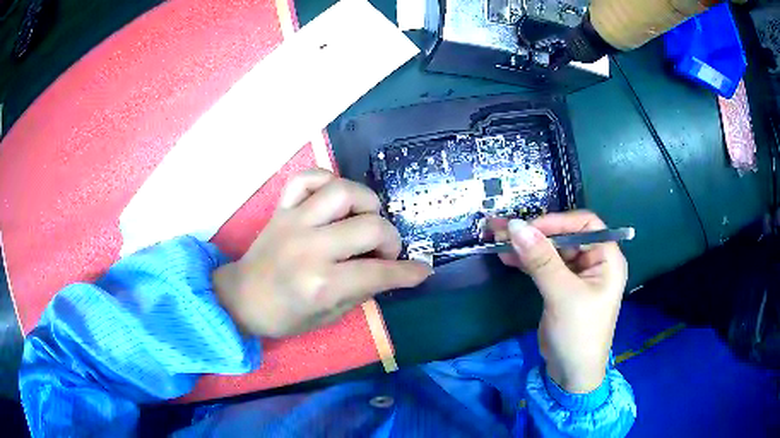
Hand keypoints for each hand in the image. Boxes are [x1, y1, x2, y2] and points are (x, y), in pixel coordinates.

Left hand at [213, 169, 431, 337]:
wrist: (242, 298)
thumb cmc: (285, 315)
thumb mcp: (329, 316)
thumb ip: (362, 291)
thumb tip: (391, 272)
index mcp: (321, 283)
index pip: (379, 272)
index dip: (408, 272)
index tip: (422, 270)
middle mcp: (310, 247)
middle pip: (370, 227)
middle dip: (392, 240)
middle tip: (386, 252)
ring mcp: (294, 222)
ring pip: (343, 191)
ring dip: (367, 203)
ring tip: (366, 219)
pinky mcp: (282, 209)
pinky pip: (307, 178)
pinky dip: (327, 180)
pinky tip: (335, 199)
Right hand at [491, 211, 627, 393]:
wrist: (571, 373)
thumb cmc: (578, 333)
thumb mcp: (562, 295)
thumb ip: (541, 259)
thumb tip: (515, 226)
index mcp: (607, 258)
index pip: (585, 225)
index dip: (558, 222)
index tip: (529, 227)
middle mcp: (594, 261)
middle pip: (565, 236)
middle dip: (535, 233)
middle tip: (503, 229)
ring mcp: (576, 275)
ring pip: (551, 251)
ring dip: (526, 246)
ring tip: (497, 239)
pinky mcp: (561, 287)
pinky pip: (544, 266)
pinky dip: (526, 261)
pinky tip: (507, 257)